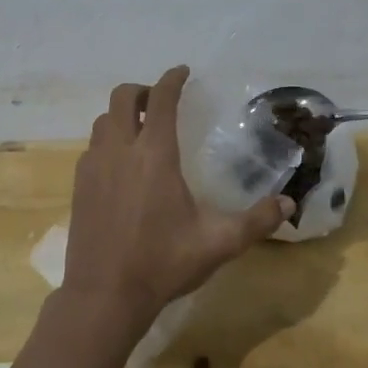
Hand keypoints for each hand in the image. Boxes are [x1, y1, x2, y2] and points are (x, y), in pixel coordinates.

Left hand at [60, 66, 292, 345]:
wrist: (104, 295)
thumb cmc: (163, 263)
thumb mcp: (218, 243)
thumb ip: (256, 221)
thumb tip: (288, 205)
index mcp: (154, 155)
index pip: (161, 99)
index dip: (172, 79)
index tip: (183, 72)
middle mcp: (120, 150)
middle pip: (121, 97)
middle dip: (142, 90)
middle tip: (161, 101)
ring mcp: (93, 167)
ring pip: (102, 121)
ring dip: (121, 115)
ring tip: (140, 130)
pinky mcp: (78, 186)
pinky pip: (92, 147)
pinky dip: (107, 141)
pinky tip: (121, 165)